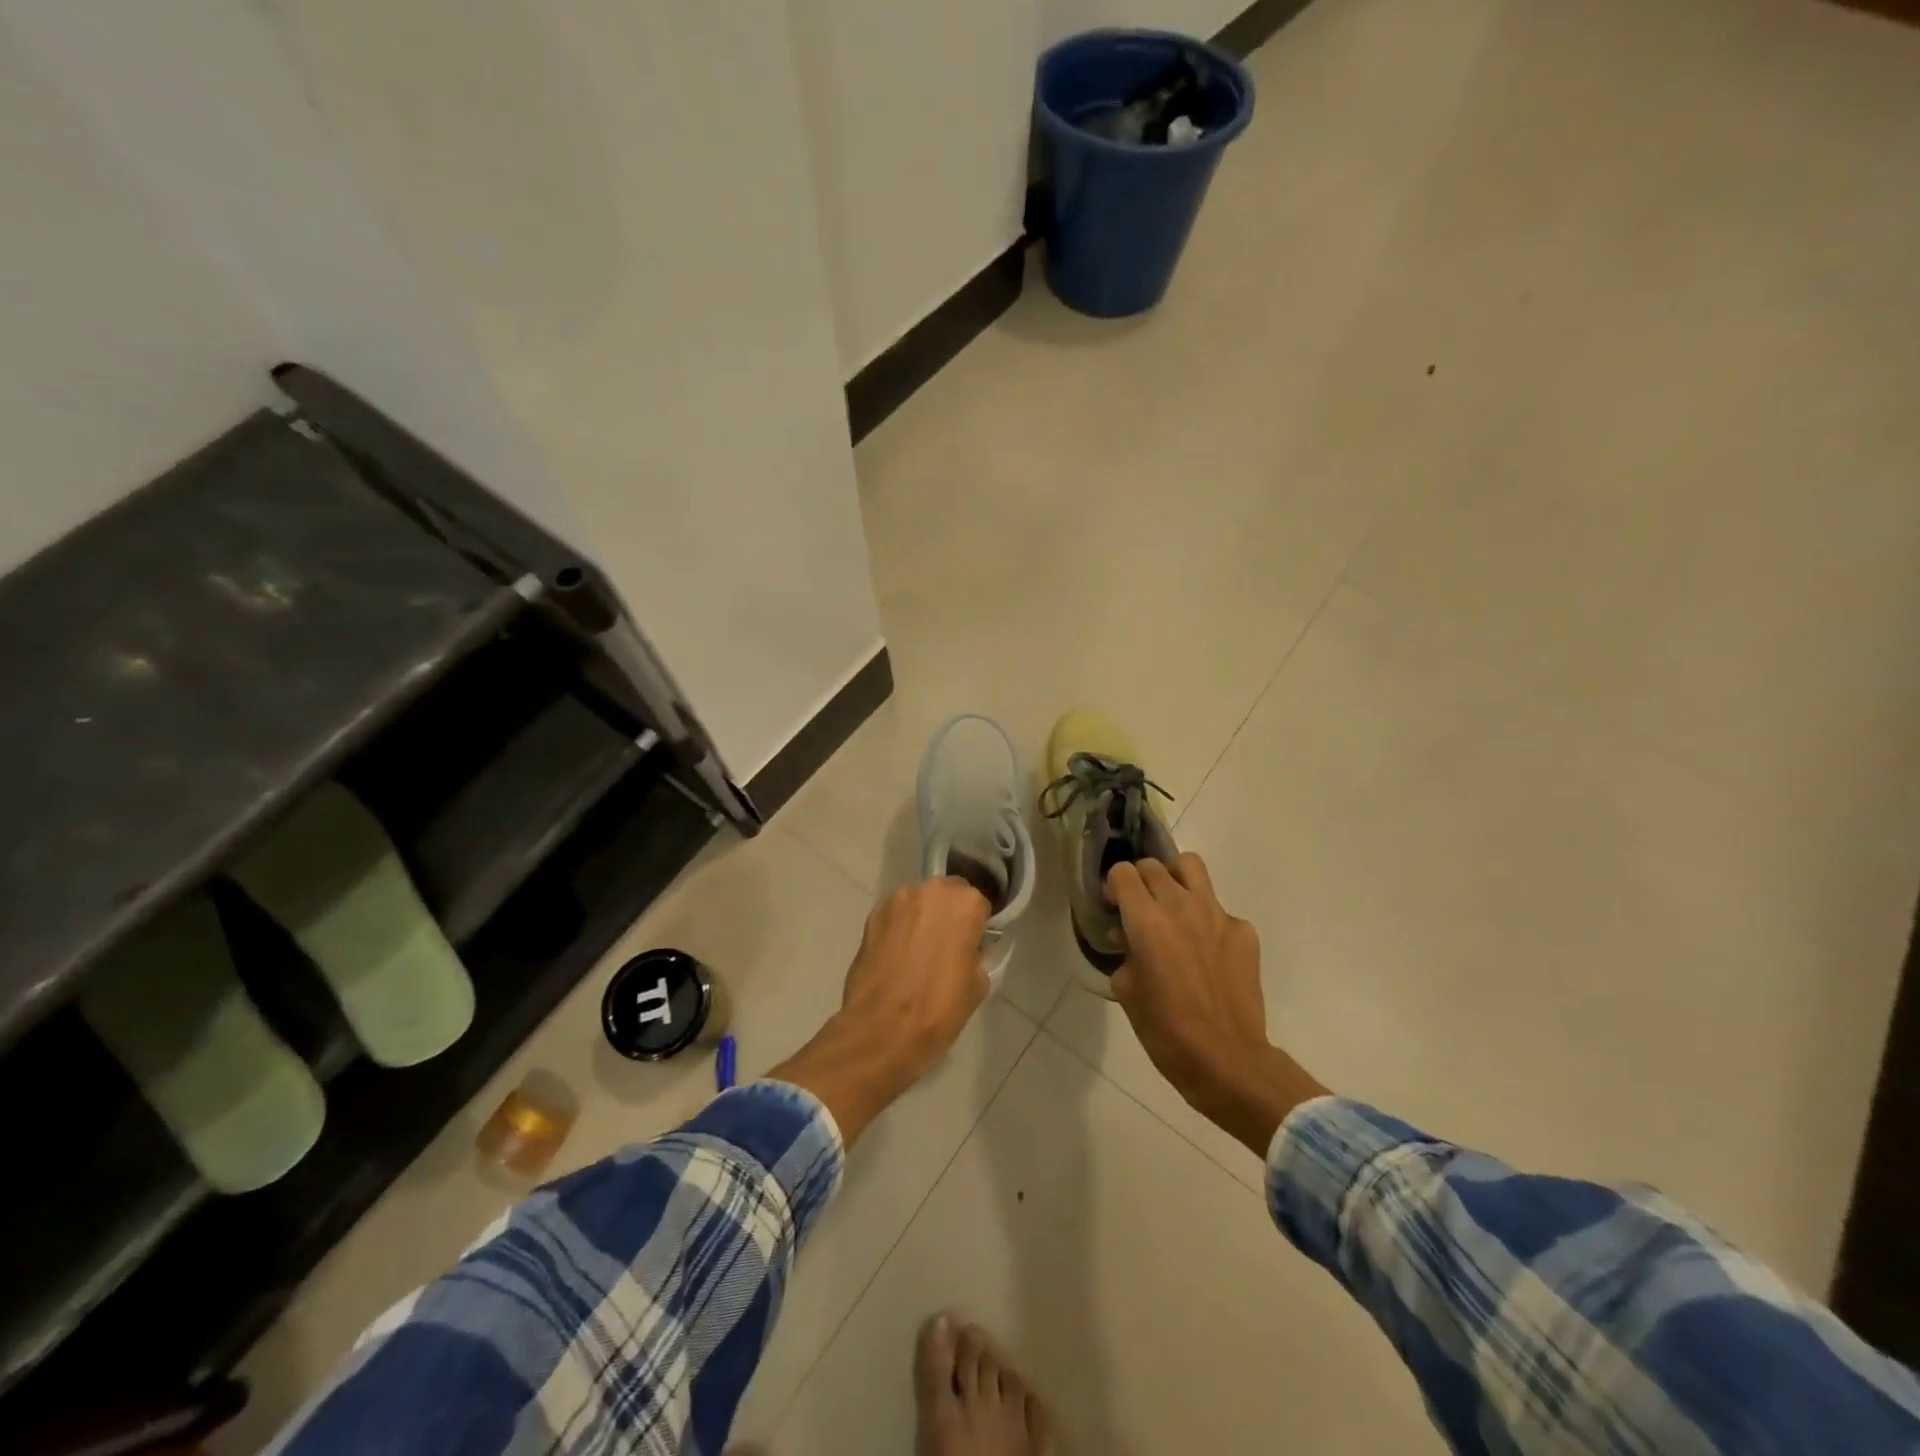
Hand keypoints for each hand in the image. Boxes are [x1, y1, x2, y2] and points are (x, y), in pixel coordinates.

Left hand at [769, 878, 990, 1143]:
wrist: (882, 1030)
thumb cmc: (939, 1009)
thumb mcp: (977, 985)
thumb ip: (974, 955)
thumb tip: (965, 950)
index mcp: (965, 904)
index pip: (978, 905)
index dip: (976, 926)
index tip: (972, 945)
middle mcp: (931, 891)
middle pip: (946, 895)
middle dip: (948, 914)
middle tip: (946, 946)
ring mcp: (897, 901)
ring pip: (918, 903)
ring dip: (921, 919)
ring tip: (918, 953)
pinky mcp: (872, 916)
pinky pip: (894, 917)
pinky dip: (898, 930)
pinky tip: (897, 957)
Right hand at [1107, 855, 1326, 1154]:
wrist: (1226, 1059)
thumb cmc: (1165, 1030)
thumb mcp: (1126, 991)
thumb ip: (1125, 954)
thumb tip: (1129, 939)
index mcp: (1146, 920)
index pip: (1123, 872)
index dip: (1114, 885)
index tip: (1114, 906)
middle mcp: (1181, 906)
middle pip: (1154, 866)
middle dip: (1141, 881)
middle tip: (1140, 909)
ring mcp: (1217, 915)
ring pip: (1191, 867)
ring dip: (1175, 879)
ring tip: (1173, 906)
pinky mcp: (1243, 931)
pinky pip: (1219, 909)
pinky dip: (1207, 920)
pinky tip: (1206, 952)